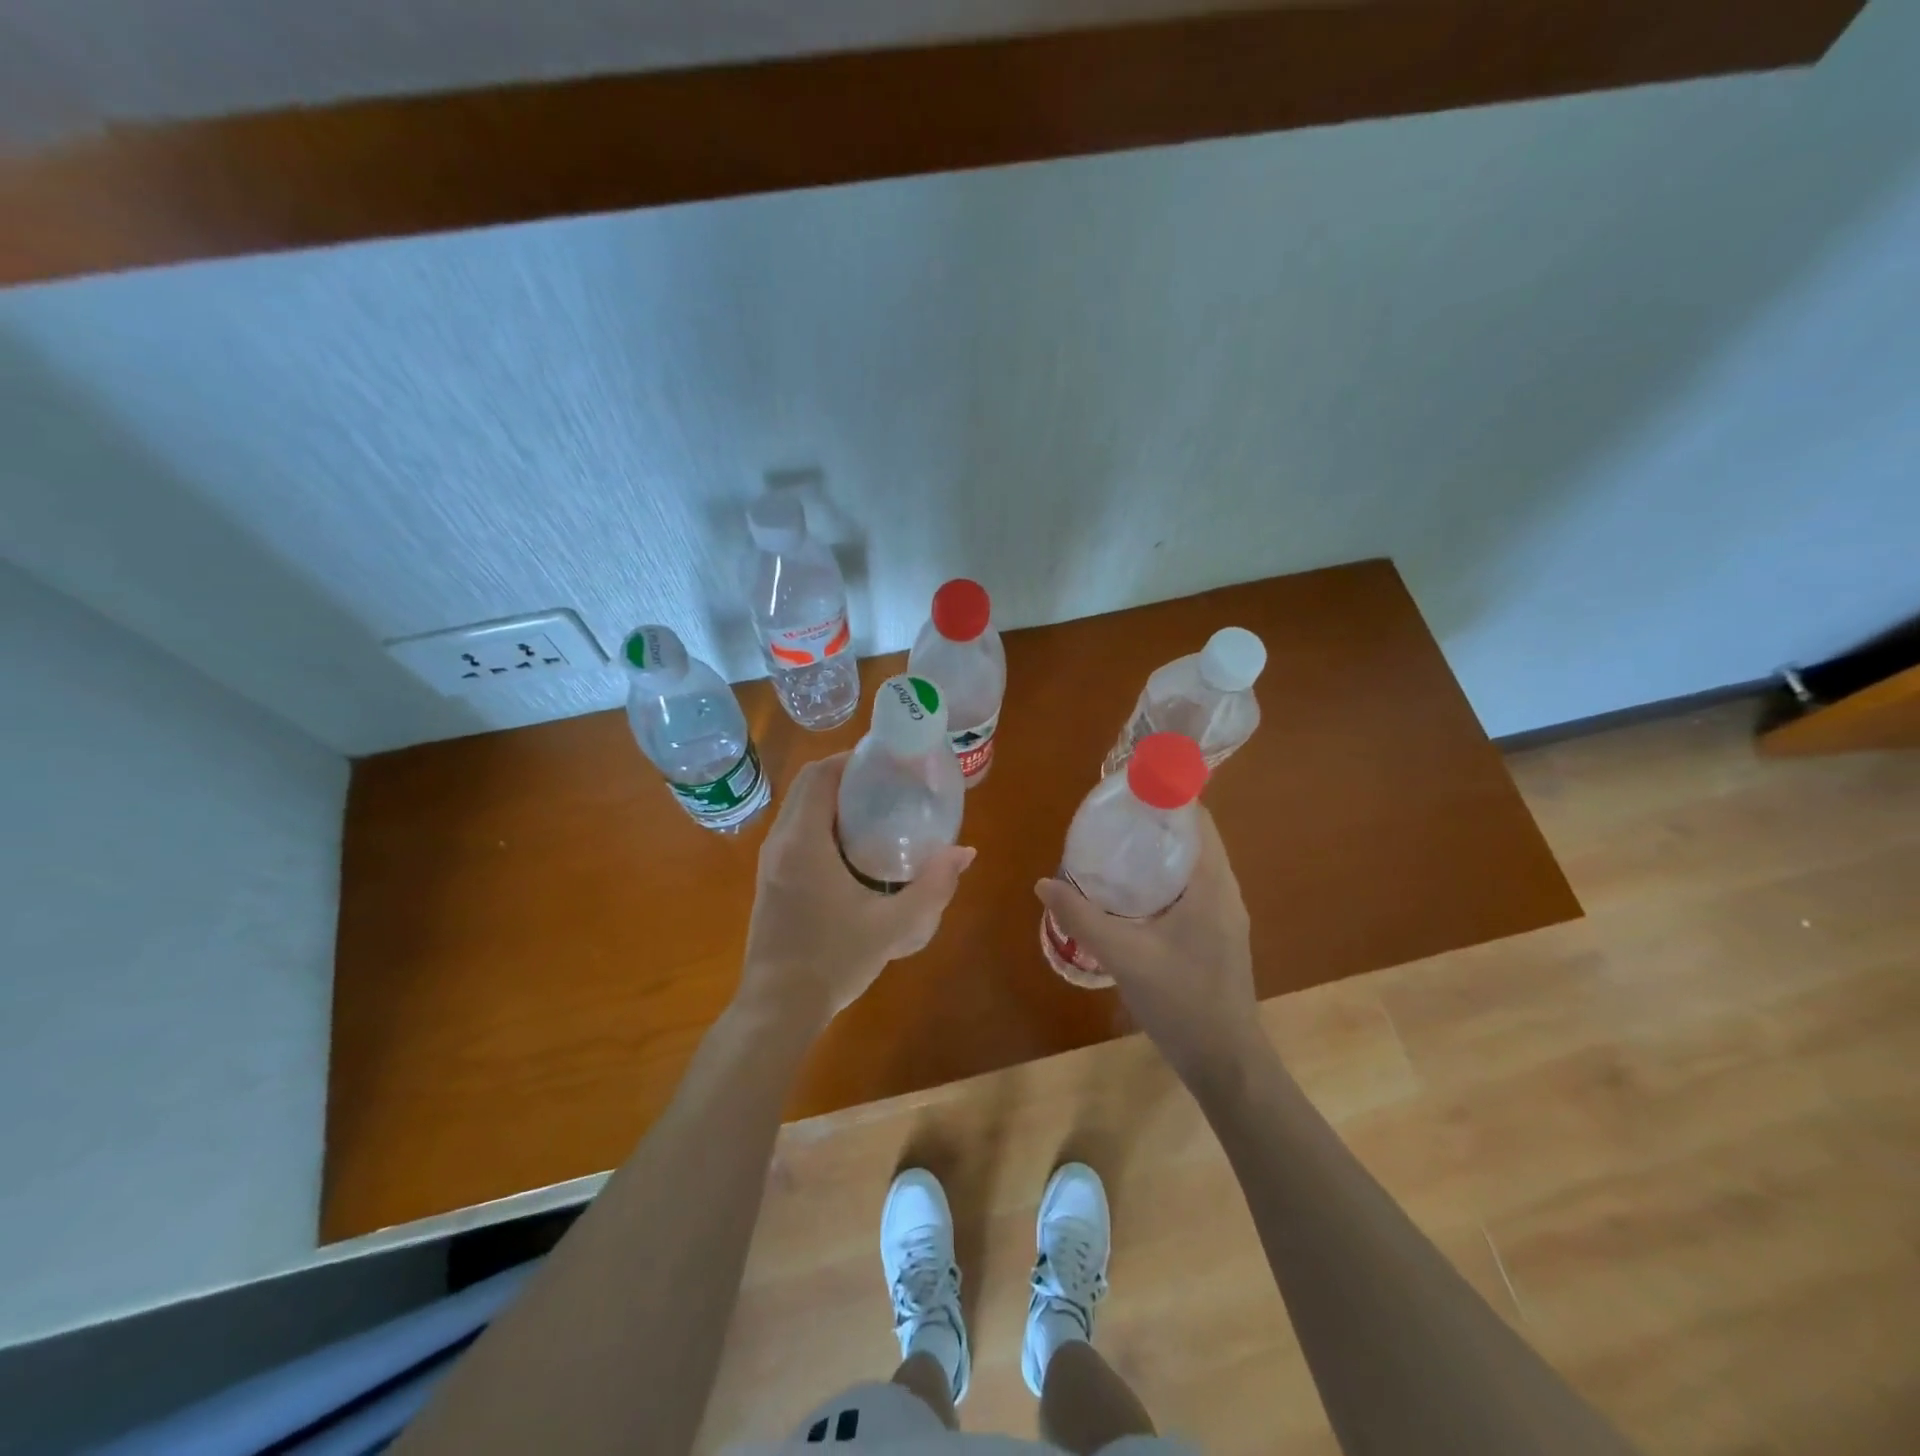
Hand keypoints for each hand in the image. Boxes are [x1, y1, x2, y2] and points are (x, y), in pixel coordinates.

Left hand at [738, 753, 974, 1028]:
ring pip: (799, 810)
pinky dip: (821, 823)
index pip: (819, 776)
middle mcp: (780, 843)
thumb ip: (933, 887)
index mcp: (803, 842)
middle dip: (846, 777)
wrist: (778, 1008)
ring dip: (833, 800)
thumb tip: (965, 852)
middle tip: (889, 784)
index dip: (850, 759)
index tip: (885, 761)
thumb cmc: (834, 960)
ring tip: (877, 810)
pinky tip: (853, 848)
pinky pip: (795, 833)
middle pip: (808, 787)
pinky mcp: (769, 881)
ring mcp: (770, 863)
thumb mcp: (893, 926)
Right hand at [1034, 807, 1258, 1083]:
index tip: (1128, 786)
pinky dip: (1163, 878)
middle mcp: (1224, 892)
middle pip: (1193, 838)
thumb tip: (1043, 884)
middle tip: (1111, 816)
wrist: (1226, 1062)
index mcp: (1211, 884)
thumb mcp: (1124, 955)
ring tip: (1115, 846)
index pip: (1196, 819)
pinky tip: (1130, 893)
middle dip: (1155, 821)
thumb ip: (1082, 917)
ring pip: (1192, 866)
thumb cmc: (1182, 1001)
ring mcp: (1224, 916)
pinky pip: (1190, 890)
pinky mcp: (1217, 936)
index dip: (1167, 795)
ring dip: (1159, 851)